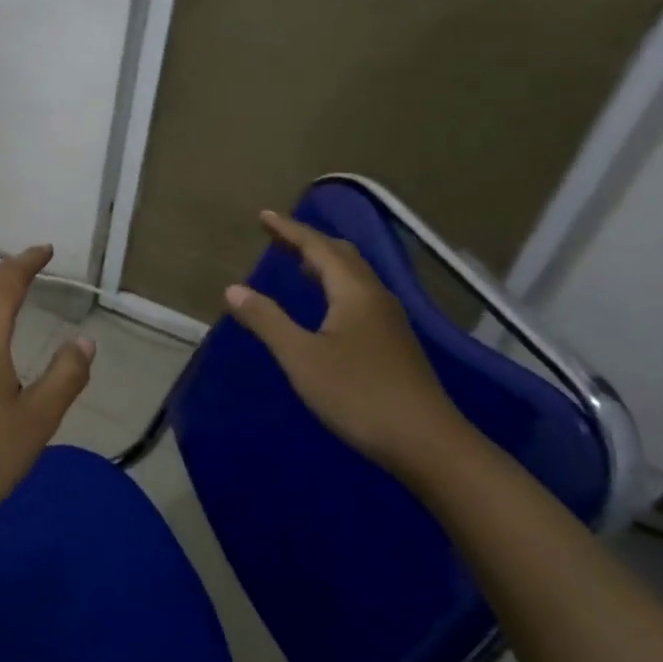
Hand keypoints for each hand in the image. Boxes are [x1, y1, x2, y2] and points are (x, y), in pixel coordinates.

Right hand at [224, 210, 470, 476]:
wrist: (428, 445)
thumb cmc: (359, 394)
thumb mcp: (301, 357)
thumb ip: (267, 320)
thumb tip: (233, 289)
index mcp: (354, 292)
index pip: (318, 247)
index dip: (289, 230)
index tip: (263, 216)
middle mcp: (375, 297)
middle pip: (342, 255)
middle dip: (309, 241)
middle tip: (278, 236)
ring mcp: (390, 322)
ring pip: (355, 277)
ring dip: (325, 263)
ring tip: (298, 264)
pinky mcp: (395, 344)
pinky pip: (360, 297)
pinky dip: (336, 286)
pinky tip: (326, 307)